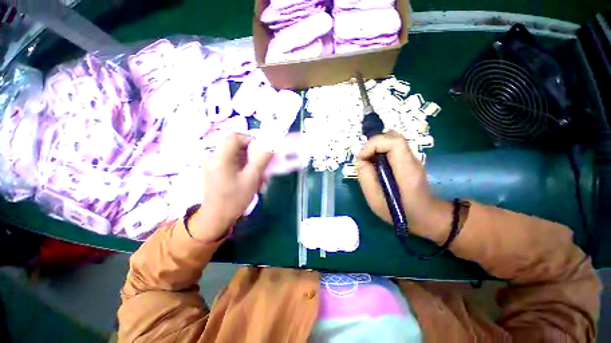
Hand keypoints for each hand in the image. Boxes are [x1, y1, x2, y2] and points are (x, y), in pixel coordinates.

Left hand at [188, 133, 272, 242]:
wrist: (217, 218)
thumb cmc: (235, 199)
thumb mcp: (252, 178)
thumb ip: (262, 158)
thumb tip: (271, 143)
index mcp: (219, 158)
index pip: (235, 136)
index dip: (250, 140)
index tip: (260, 153)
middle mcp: (212, 156)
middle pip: (235, 144)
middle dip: (251, 154)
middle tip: (260, 168)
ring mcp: (212, 162)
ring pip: (235, 153)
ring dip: (248, 162)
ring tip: (256, 177)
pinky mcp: (214, 168)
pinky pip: (231, 160)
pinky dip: (242, 166)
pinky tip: (248, 178)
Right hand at [356, 131, 451, 242]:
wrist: (427, 215)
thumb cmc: (401, 213)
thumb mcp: (376, 200)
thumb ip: (366, 178)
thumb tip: (360, 160)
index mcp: (407, 170)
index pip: (393, 142)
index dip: (373, 144)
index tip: (361, 158)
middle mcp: (412, 159)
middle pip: (392, 137)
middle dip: (373, 145)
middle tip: (363, 159)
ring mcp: (412, 158)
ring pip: (392, 139)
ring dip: (376, 147)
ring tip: (368, 162)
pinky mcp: (409, 160)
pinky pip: (393, 147)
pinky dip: (380, 151)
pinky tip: (377, 165)